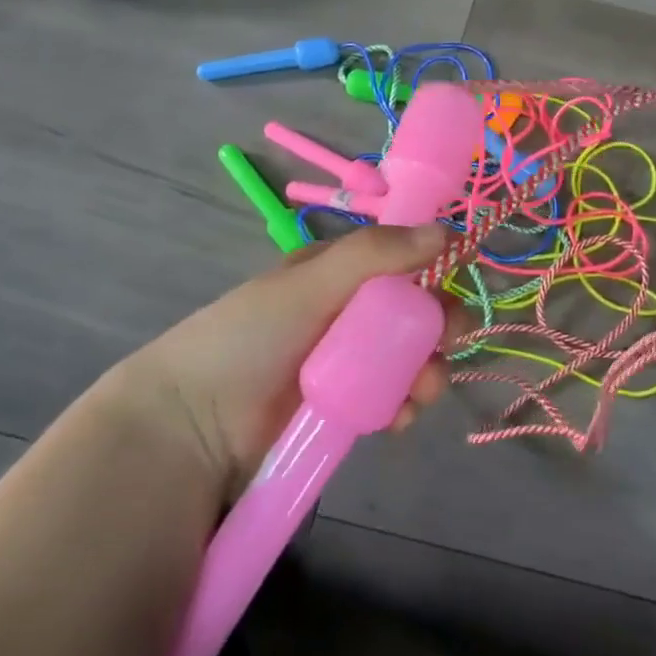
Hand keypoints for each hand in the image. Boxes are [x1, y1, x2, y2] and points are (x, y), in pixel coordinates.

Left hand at [103, 225, 459, 497]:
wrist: (194, 426)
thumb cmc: (250, 337)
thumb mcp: (310, 284)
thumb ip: (376, 254)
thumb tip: (447, 230)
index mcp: (334, 274)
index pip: (397, 259)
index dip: (432, 264)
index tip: (462, 273)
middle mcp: (345, 314)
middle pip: (411, 312)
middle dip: (438, 324)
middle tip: (449, 339)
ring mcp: (346, 364)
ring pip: (408, 359)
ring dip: (428, 370)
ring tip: (421, 390)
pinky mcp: (346, 409)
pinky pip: (391, 400)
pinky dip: (404, 405)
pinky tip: (401, 416)